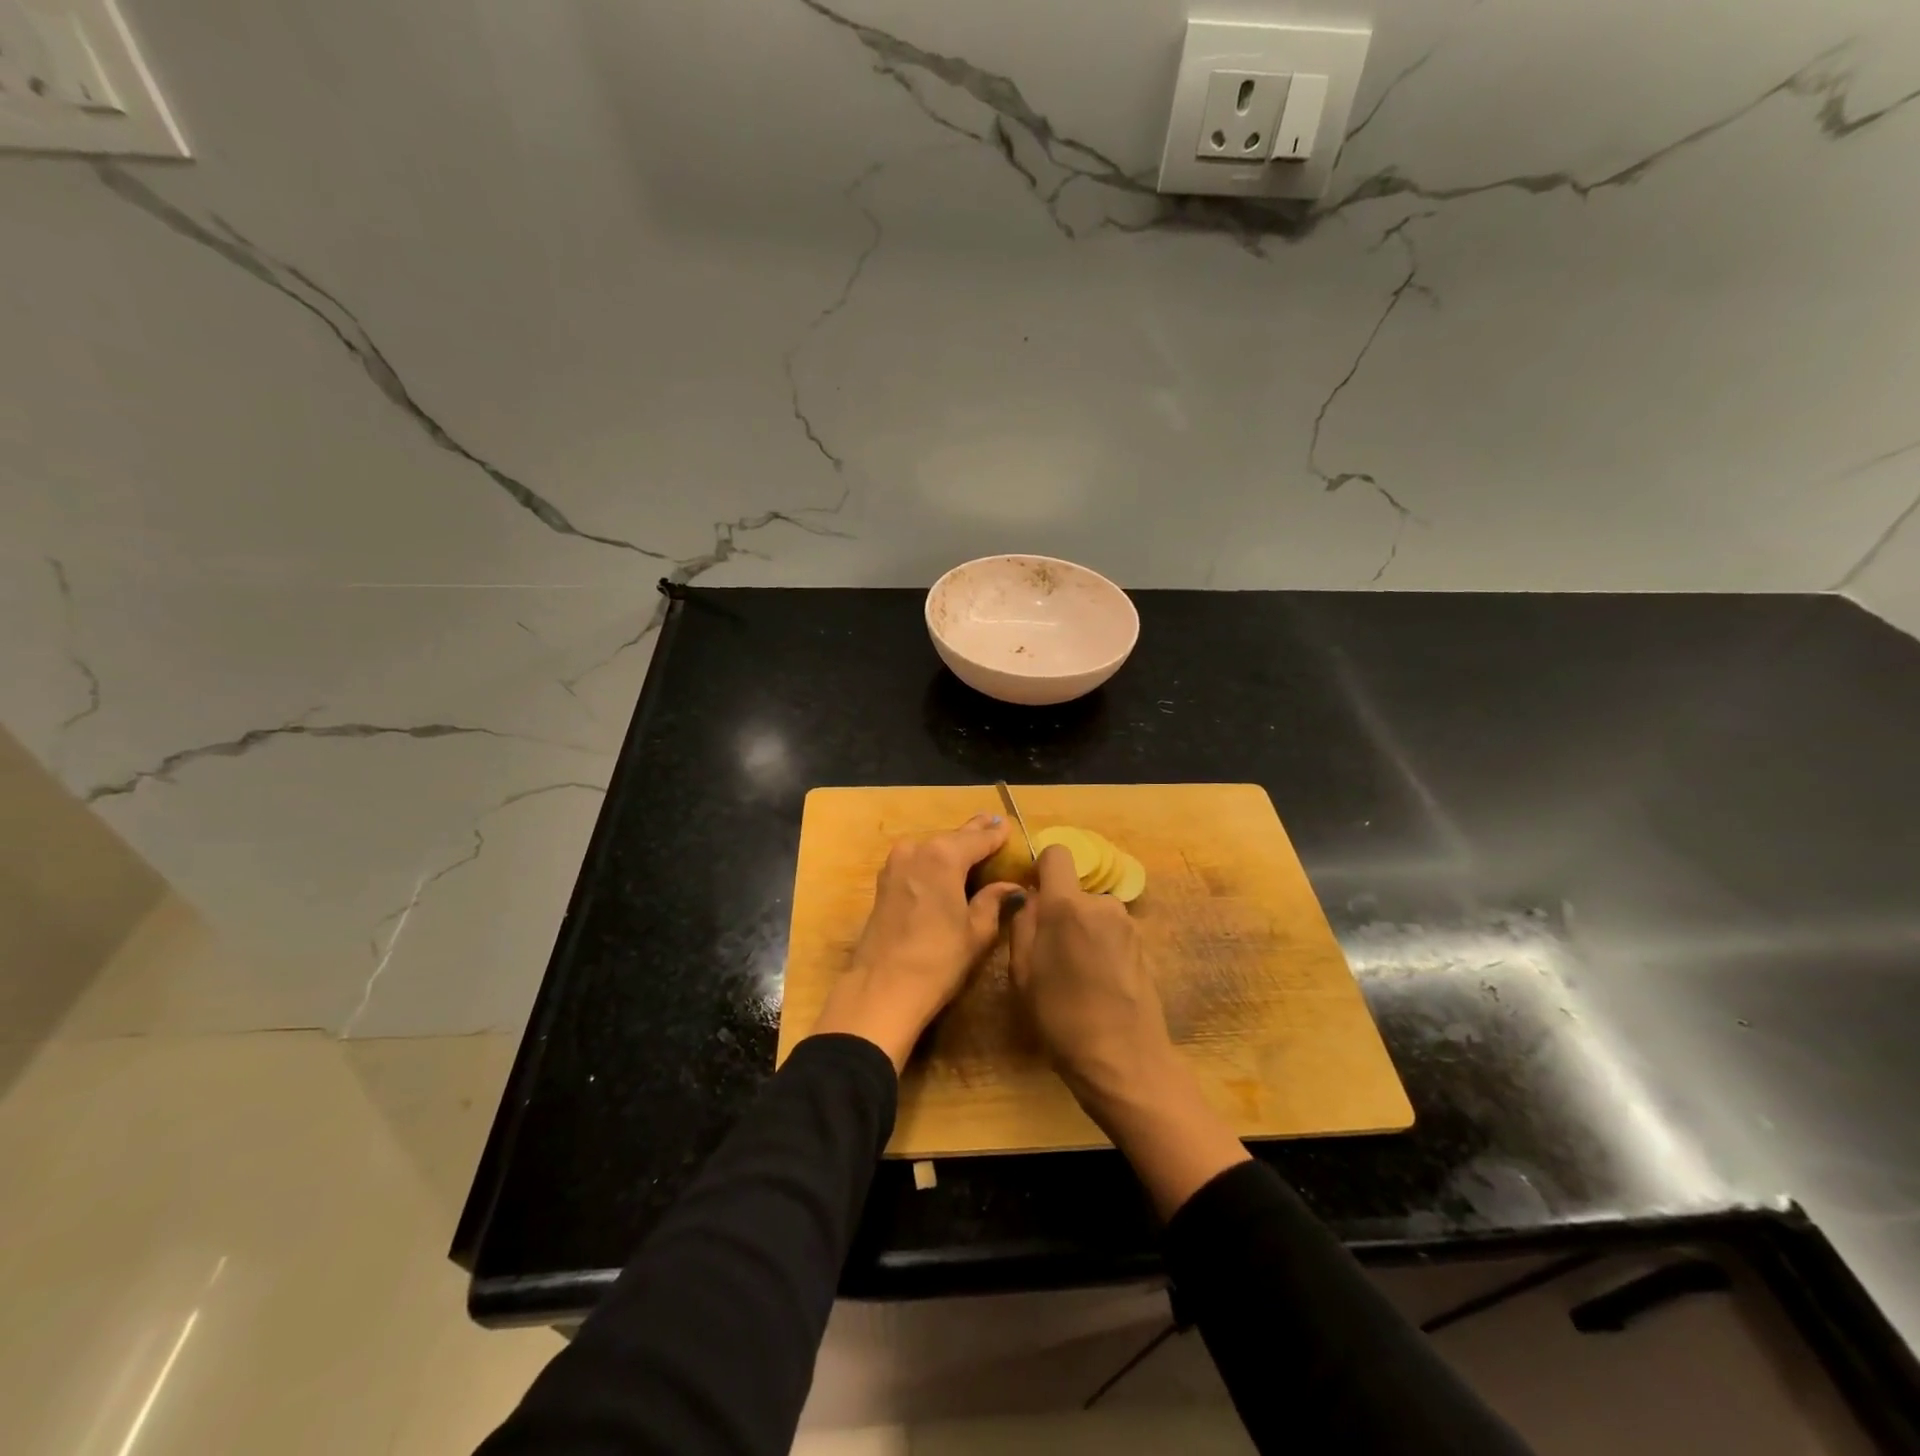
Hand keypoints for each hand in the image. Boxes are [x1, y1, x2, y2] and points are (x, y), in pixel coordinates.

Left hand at [809, 813, 1025, 1070]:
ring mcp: (896, 863)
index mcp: (944, 855)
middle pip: (953, 837)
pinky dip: (935, 860)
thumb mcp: (977, 932)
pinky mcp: (884, 881)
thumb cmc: (938, 960)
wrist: (882, 989)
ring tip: (974, 845)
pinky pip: (918, 861)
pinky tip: (947, 866)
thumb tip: (1012, 887)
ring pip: (933, 847)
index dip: (997, 834)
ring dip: (953, 847)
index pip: (979, 838)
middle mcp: (918, 849)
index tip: (1009, 826)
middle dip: (974, 834)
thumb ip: (994, 901)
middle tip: (994, 825)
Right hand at [1007, 843, 1174, 1104]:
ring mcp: (1127, 923)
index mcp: (1067, 905)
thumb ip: (1023, 924)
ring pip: (1092, 911)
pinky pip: (1110, 931)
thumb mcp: (1023, 973)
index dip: (1042, 868)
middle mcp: (1102, 903)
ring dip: (1081, 929)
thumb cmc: (1061, 1018)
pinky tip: (1097, 982)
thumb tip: (1030, 897)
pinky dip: (1099, 945)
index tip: (1032, 898)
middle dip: (1060, 910)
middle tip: (1049, 953)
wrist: (1124, 1060)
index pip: (1057, 853)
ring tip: (1074, 973)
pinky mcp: (1143, 944)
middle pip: (1074, 889)